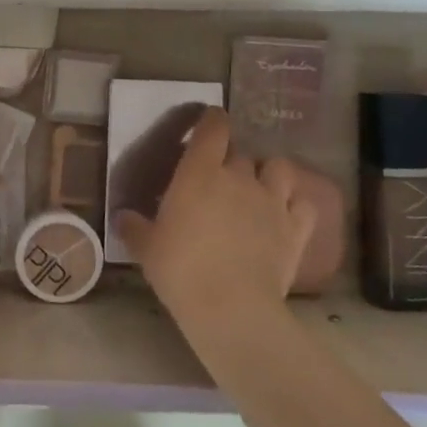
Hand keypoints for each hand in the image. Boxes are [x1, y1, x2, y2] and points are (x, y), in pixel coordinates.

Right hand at [114, 108, 317, 328]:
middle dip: (231, 161)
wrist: (231, 306)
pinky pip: (304, 203)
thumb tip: (122, 216)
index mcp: (199, 172)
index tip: (208, 122)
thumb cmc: (180, 269)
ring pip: (279, 168)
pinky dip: (296, 204)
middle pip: (241, 153)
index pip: (213, 128)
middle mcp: (239, 177)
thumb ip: (134, 226)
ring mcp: (272, 201)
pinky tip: (287, 214)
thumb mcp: (146, 248)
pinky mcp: (296, 228)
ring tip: (259, 189)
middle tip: (220, 179)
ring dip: (269, 174)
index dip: (212, 120)